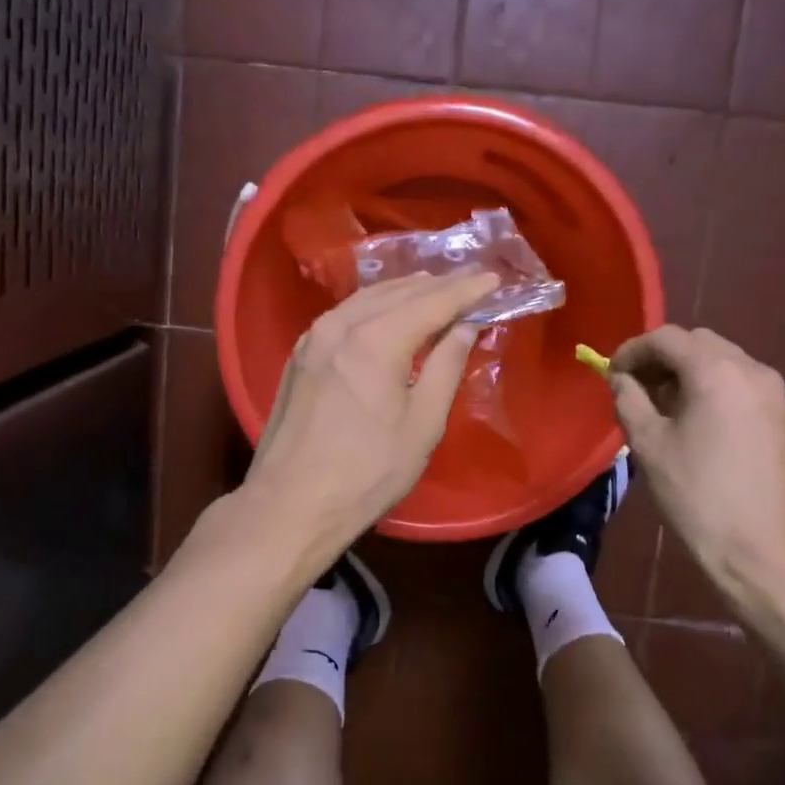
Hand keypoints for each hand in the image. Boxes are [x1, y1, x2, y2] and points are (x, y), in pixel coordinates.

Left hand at [243, 271, 499, 568]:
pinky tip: (389, 311)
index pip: (432, 301)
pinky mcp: (301, 353)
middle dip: (438, 286)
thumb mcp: (422, 424)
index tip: (494, 279)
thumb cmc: (367, 473)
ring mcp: (314, 336)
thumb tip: (465, 326)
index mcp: (376, 340)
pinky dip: (376, 305)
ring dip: (405, 290)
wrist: (290, 505)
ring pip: (368, 298)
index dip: (466, 290)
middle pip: (398, 292)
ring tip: (436, 289)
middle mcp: (341, 325)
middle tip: (471, 282)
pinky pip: (346, 313)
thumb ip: (446, 367)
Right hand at [610, 326, 784, 631]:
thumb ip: (629, 399)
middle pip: (698, 343)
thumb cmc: (697, 496)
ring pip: (723, 361)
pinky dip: (715, 388)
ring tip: (666, 406)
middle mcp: (752, 370)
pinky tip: (699, 422)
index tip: (612, 373)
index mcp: (716, 372)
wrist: (762, 552)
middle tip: (637, 387)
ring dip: (690, 371)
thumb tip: (621, 378)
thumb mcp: (648, 445)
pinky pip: (743, 384)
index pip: (667, 338)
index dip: (633, 350)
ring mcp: (776, 394)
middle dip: (663, 357)